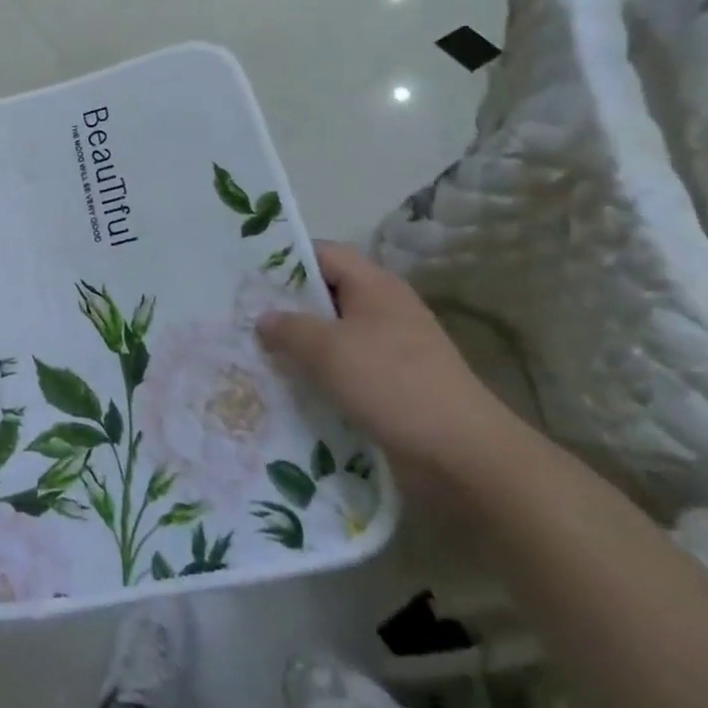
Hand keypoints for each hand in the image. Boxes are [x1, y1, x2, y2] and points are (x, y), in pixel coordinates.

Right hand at [256, 242, 516, 483]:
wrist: (464, 455)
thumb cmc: (392, 384)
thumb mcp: (328, 350)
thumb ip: (288, 328)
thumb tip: (264, 318)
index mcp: (374, 284)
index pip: (322, 253)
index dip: (284, 260)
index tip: (248, 277)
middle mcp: (384, 307)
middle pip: (326, 293)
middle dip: (287, 306)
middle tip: (244, 317)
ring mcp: (393, 347)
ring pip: (335, 334)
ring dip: (302, 345)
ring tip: (259, 355)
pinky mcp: (395, 383)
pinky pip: (348, 367)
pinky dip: (322, 374)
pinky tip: (293, 388)